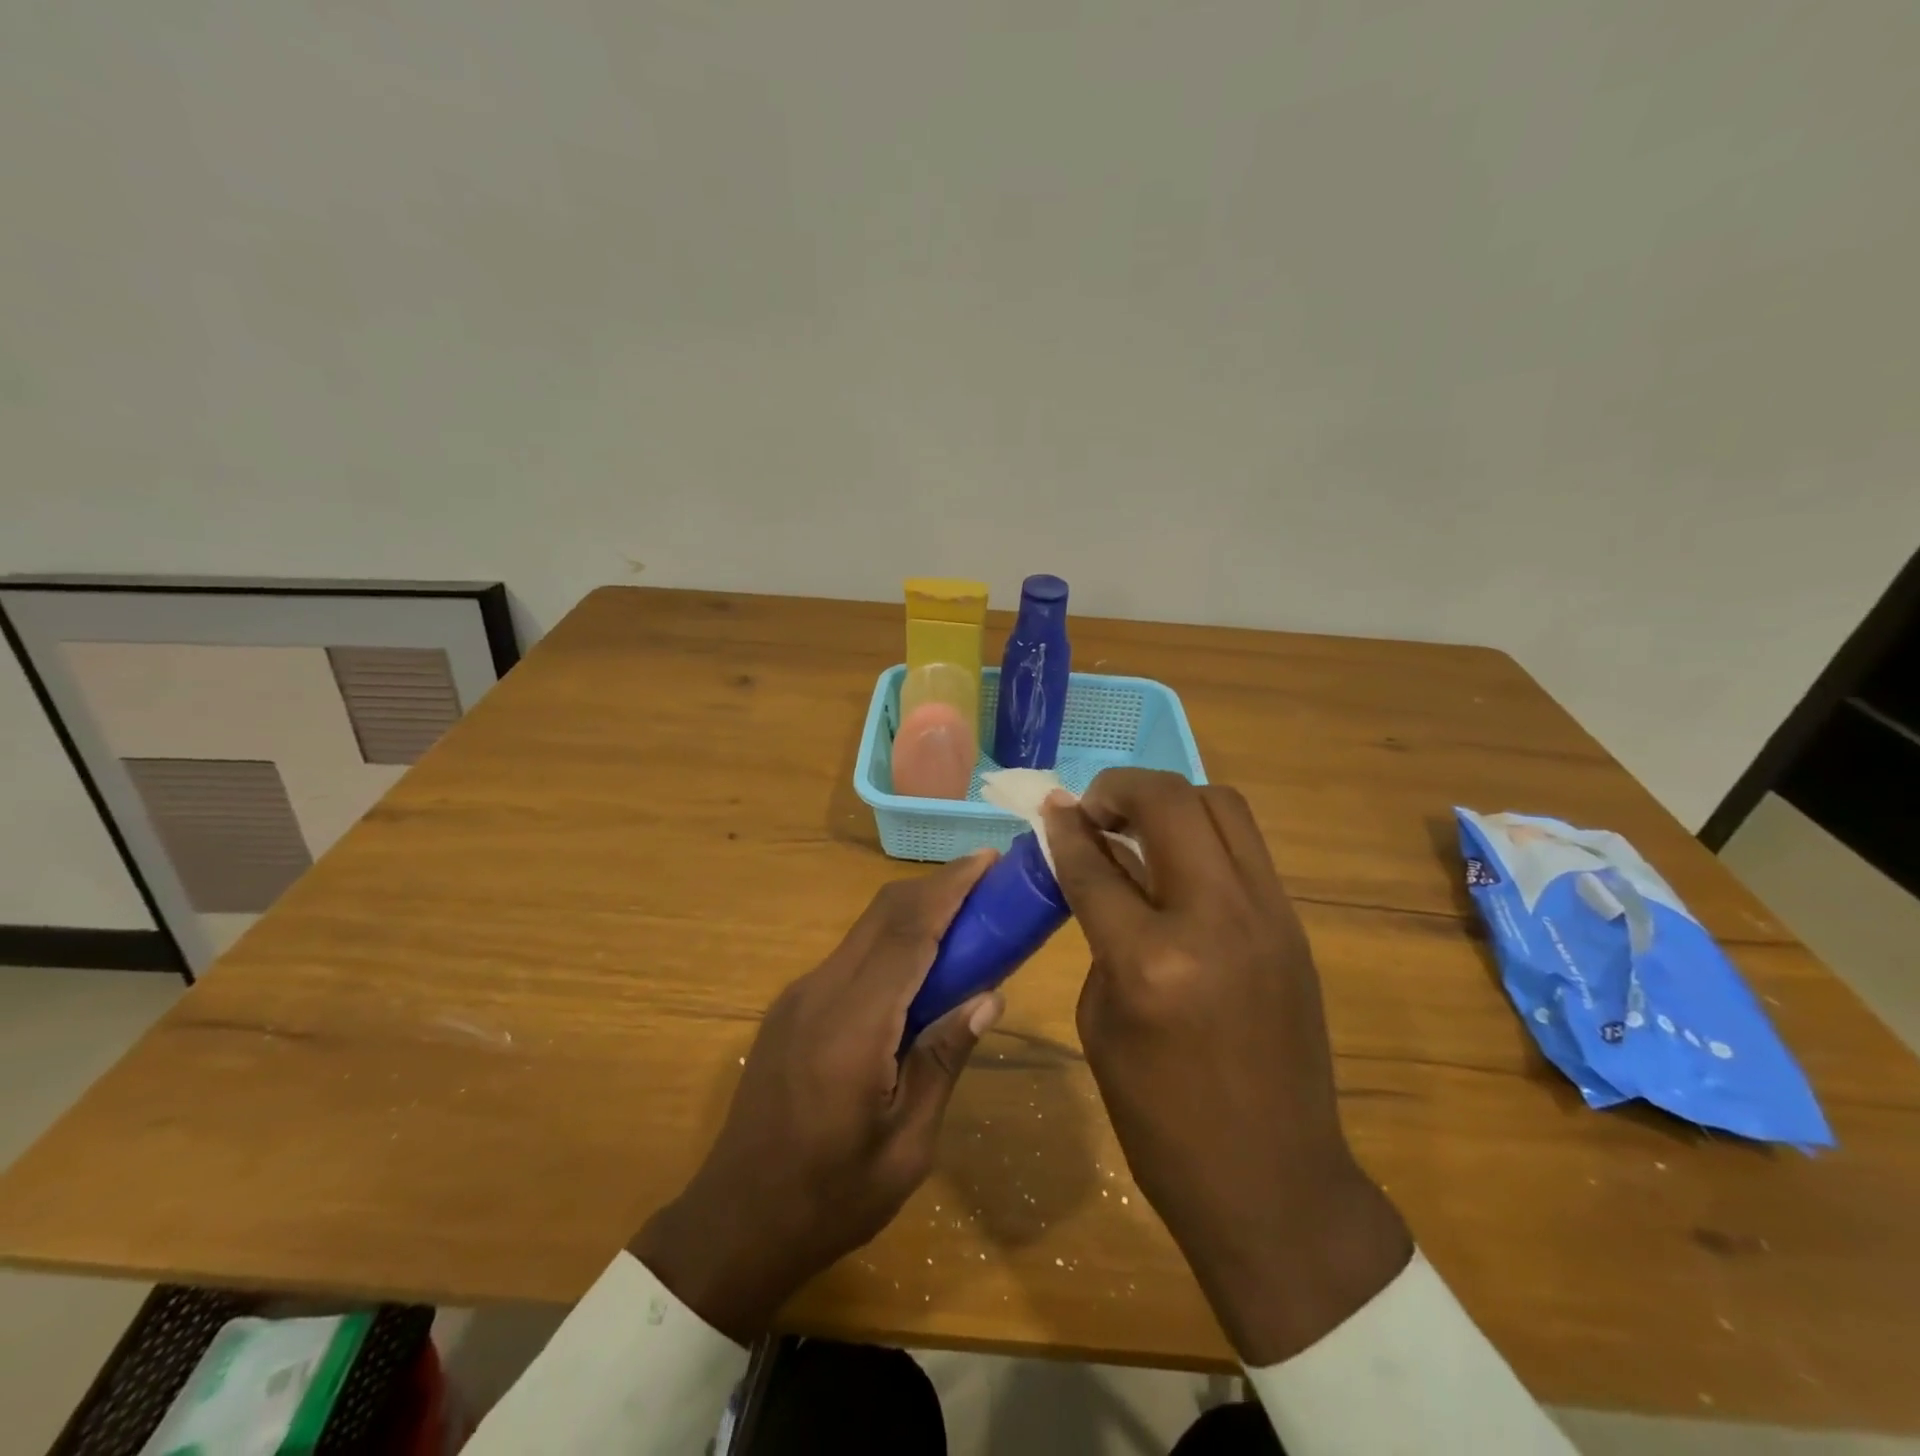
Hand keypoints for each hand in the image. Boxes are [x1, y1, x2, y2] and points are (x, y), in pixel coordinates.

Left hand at [630, 852, 1002, 1341]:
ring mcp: (799, 997)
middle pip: (883, 914)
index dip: (950, 889)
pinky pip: (850, 956)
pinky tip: (919, 968)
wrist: (734, 1224)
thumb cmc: (830, 1199)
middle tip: (988, 884)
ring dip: (914, 913)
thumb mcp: (906, 1146)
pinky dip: (891, 943)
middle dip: (936, 887)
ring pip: (865, 930)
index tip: (989, 859)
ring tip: (965, 923)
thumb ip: (943, 1061)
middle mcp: (820, 993)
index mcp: (852, 1026)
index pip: (908, 933)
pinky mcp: (791, 1008)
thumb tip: (989, 997)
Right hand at [1042, 770, 1410, 1365]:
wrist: (1273, 1180)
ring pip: (1221, 805)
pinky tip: (1177, 864)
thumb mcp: (1101, 1020)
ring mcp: (1268, 915)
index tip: (1049, 807)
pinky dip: (1203, 835)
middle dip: (1119, 788)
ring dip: (1170, 802)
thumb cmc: (1160, 1119)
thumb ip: (1098, 932)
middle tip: (1093, 809)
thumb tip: (1097, 867)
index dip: (1064, 828)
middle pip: (1170, 802)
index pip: (1096, 862)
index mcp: (1151, 960)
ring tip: (1137, 825)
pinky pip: (1245, 846)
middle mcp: (1217, 919)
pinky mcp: (1293, 924)